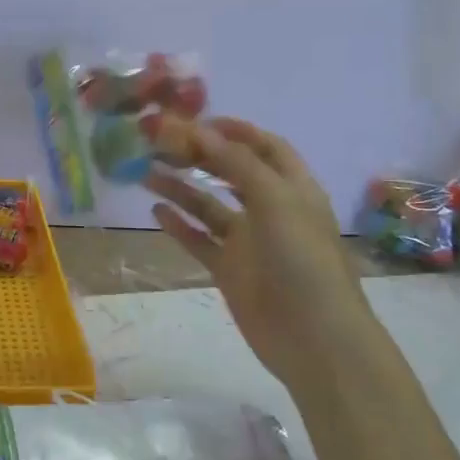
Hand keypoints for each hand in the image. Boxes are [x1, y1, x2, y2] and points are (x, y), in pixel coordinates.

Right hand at [145, 117, 365, 386]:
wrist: (314, 338)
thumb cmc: (303, 260)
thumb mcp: (276, 201)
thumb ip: (237, 164)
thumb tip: (200, 130)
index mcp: (292, 188)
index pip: (264, 147)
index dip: (234, 130)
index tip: (195, 121)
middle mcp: (270, 209)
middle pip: (230, 172)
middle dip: (198, 156)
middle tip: (159, 143)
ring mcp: (248, 241)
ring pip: (209, 206)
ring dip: (181, 188)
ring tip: (146, 172)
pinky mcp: (229, 270)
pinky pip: (199, 240)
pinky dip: (179, 224)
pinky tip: (154, 211)